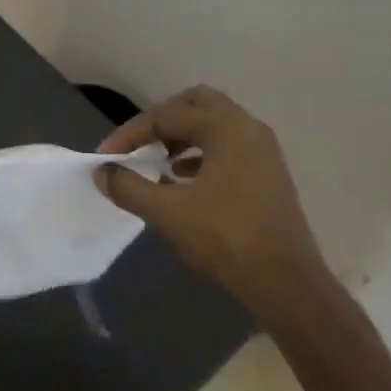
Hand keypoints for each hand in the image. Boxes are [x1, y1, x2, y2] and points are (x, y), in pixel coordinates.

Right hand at [96, 85, 326, 299]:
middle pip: (195, 104)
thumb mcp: (169, 213)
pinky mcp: (267, 172)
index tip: (106, 156)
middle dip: (162, 120)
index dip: (131, 134)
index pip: (166, 116)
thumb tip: (102, 173)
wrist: (289, 286)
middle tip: (139, 143)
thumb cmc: (227, 241)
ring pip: (213, 124)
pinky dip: (200, 153)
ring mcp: (262, 150)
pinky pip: (227, 146)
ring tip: (157, 161)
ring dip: (181, 135)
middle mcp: (247, 128)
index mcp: (226, 127)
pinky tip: (182, 178)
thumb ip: (129, 187)